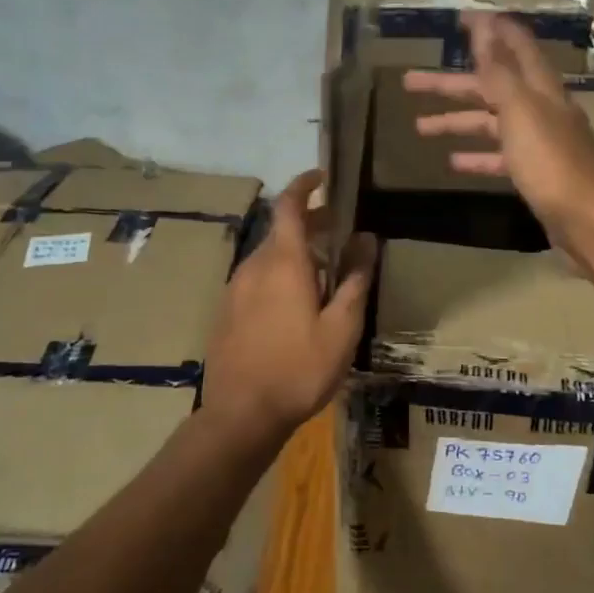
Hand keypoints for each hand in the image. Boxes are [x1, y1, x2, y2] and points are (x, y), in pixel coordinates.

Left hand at [201, 171, 376, 447]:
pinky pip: (257, 278)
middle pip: (281, 230)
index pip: (289, 205)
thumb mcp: (341, 327)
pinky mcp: (227, 311)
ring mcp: (235, 288)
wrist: (240, 415)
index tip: (324, 177)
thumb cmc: (299, 368)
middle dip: (311, 223)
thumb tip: (367, 239)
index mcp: (282, 262)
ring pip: (268, 255)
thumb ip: (355, 279)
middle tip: (340, 232)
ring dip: (296, 252)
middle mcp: (254, 266)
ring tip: (324, 271)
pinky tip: (296, 302)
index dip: (305, 185)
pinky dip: (279, 273)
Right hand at [403, 12, 593, 265]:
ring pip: (491, 123)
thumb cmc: (553, 163)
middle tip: (410, 81)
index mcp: (540, 88)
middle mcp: (541, 109)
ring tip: (419, 127)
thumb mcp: (521, 111)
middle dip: (451, 83)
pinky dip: (477, 156)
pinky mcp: (536, 174)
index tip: (459, 18)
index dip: (489, 29)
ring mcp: (539, 142)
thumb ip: (499, 70)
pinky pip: (500, 157)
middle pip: (491, 86)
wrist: (592, 222)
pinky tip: (453, 162)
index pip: (514, 45)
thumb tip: (485, 24)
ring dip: (457, 121)